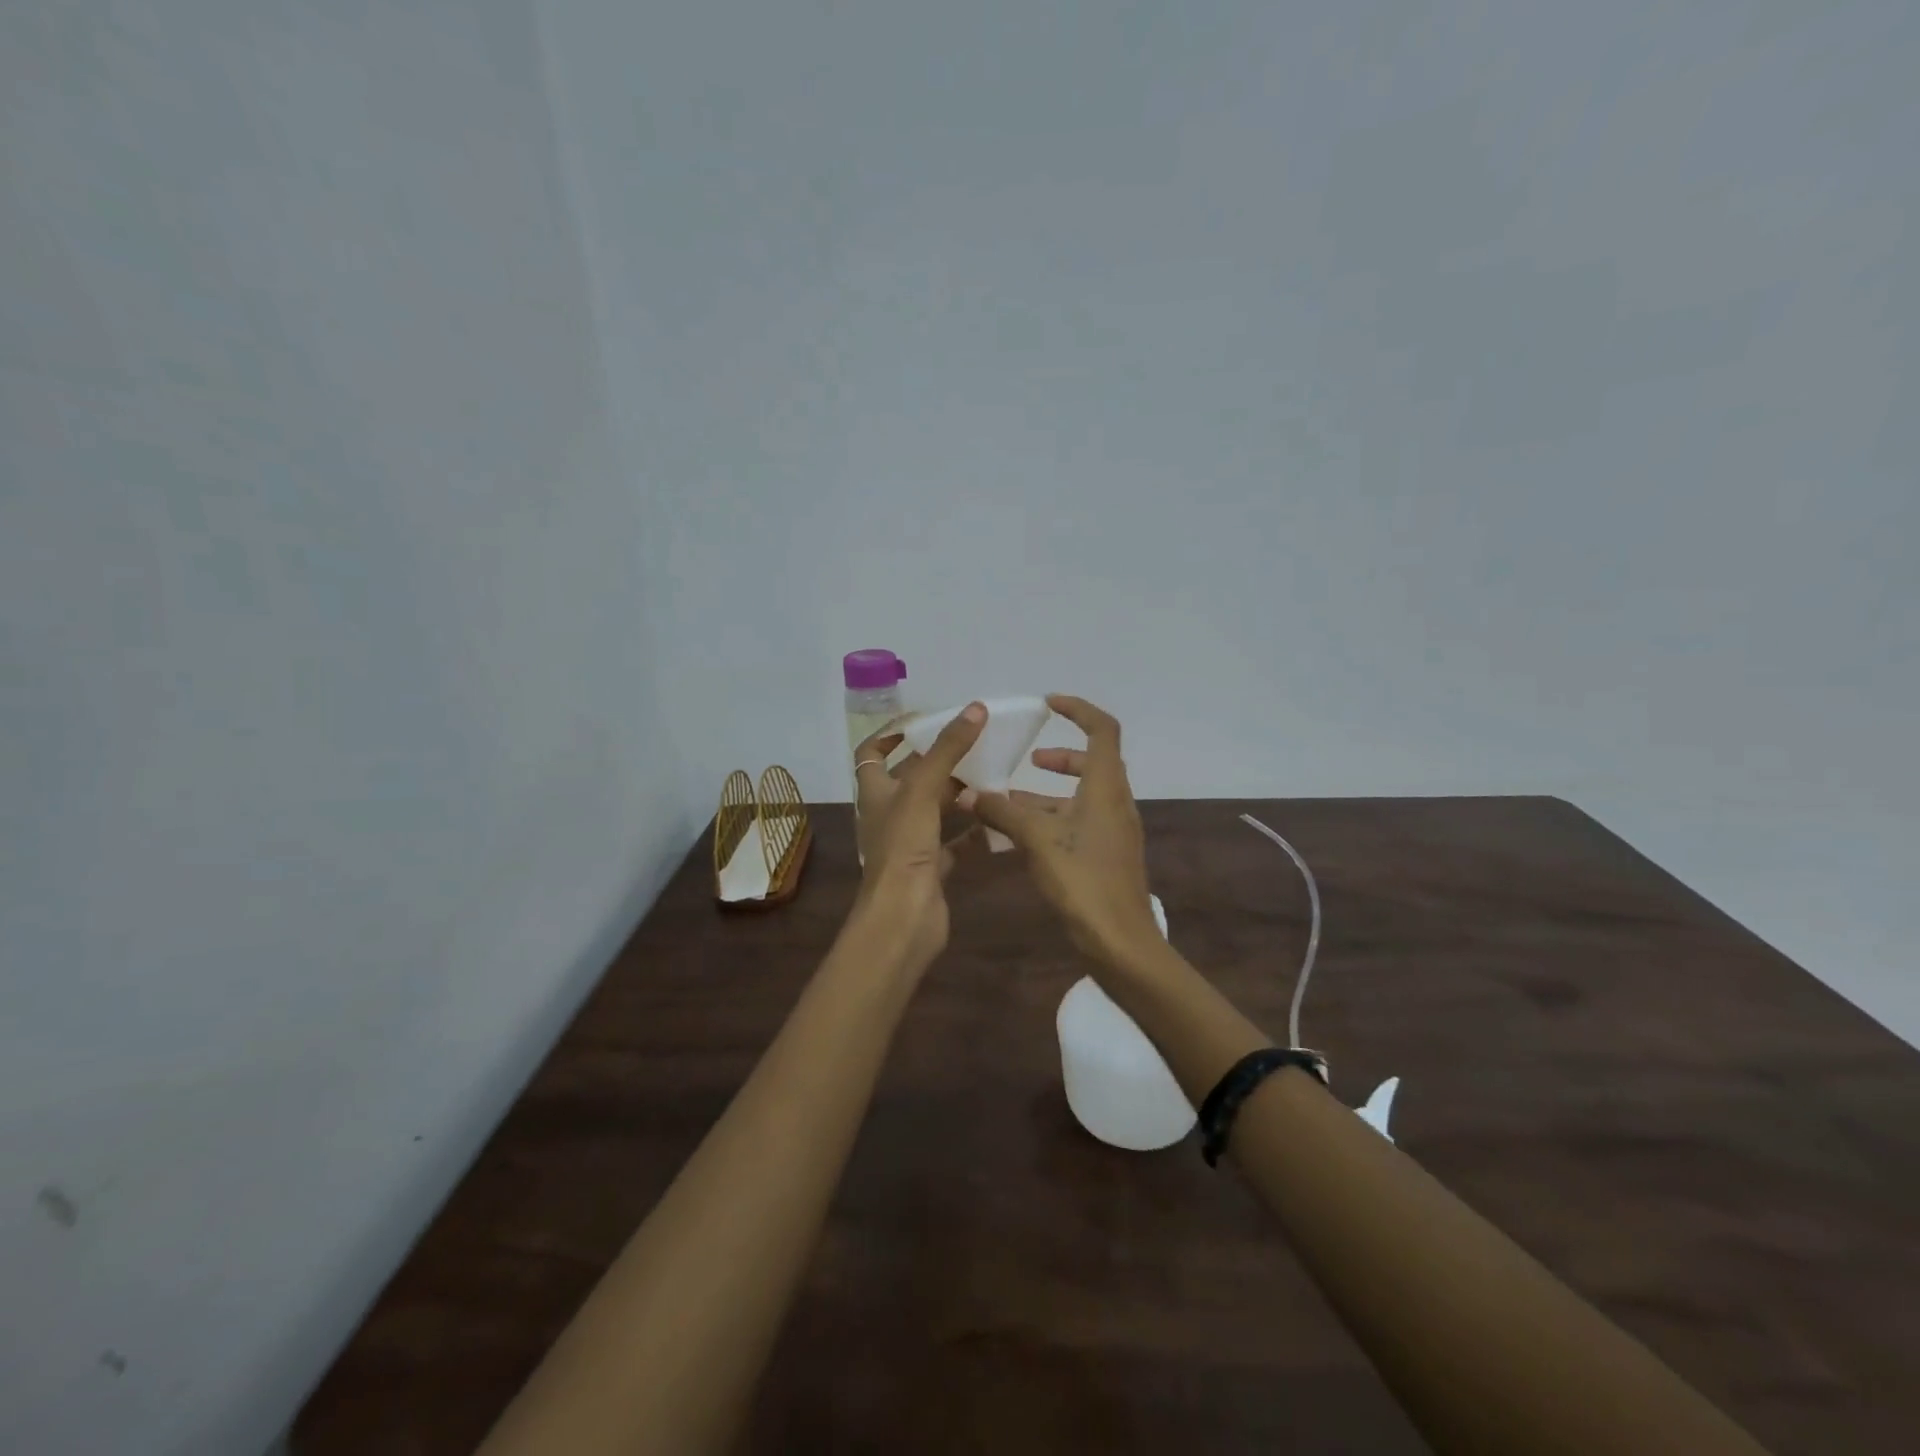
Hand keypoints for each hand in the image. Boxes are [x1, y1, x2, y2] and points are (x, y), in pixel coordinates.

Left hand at [850, 702, 986, 970]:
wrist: (903, 918)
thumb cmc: (903, 848)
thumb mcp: (922, 790)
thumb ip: (947, 750)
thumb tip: (975, 709)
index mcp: (875, 792)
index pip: (872, 753)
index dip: (891, 733)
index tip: (924, 720)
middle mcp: (889, 814)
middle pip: (911, 778)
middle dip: (938, 760)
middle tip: (973, 742)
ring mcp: (909, 843)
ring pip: (935, 809)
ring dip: (958, 792)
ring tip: (991, 773)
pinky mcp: (931, 867)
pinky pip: (955, 842)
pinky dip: (974, 830)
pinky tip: (998, 817)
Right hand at [956, 694, 1162, 967]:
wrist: (1120, 942)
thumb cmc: (1082, 880)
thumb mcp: (1037, 840)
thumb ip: (1002, 811)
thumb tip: (968, 793)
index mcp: (1106, 787)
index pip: (1103, 729)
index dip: (1078, 709)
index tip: (1048, 704)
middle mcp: (1115, 802)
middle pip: (1093, 762)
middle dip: (1060, 756)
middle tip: (1029, 759)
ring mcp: (1114, 831)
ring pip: (1083, 796)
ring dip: (1049, 793)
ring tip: (1009, 800)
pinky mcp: (1107, 855)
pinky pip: (1079, 822)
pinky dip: (1053, 818)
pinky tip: (1021, 836)